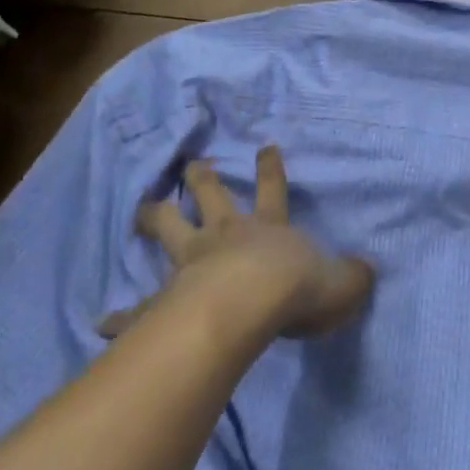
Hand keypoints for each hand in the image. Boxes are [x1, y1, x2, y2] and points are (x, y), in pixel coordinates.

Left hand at [109, 147, 374, 339]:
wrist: (250, 305)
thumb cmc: (296, 290)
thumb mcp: (339, 284)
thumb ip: (351, 277)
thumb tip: (366, 272)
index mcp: (266, 229)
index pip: (272, 191)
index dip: (269, 169)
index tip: (264, 146)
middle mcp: (225, 235)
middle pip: (209, 197)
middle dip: (200, 178)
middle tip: (189, 165)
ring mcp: (191, 262)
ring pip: (169, 229)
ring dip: (154, 217)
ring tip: (140, 209)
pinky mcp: (167, 298)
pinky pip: (141, 307)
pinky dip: (123, 316)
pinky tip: (102, 323)